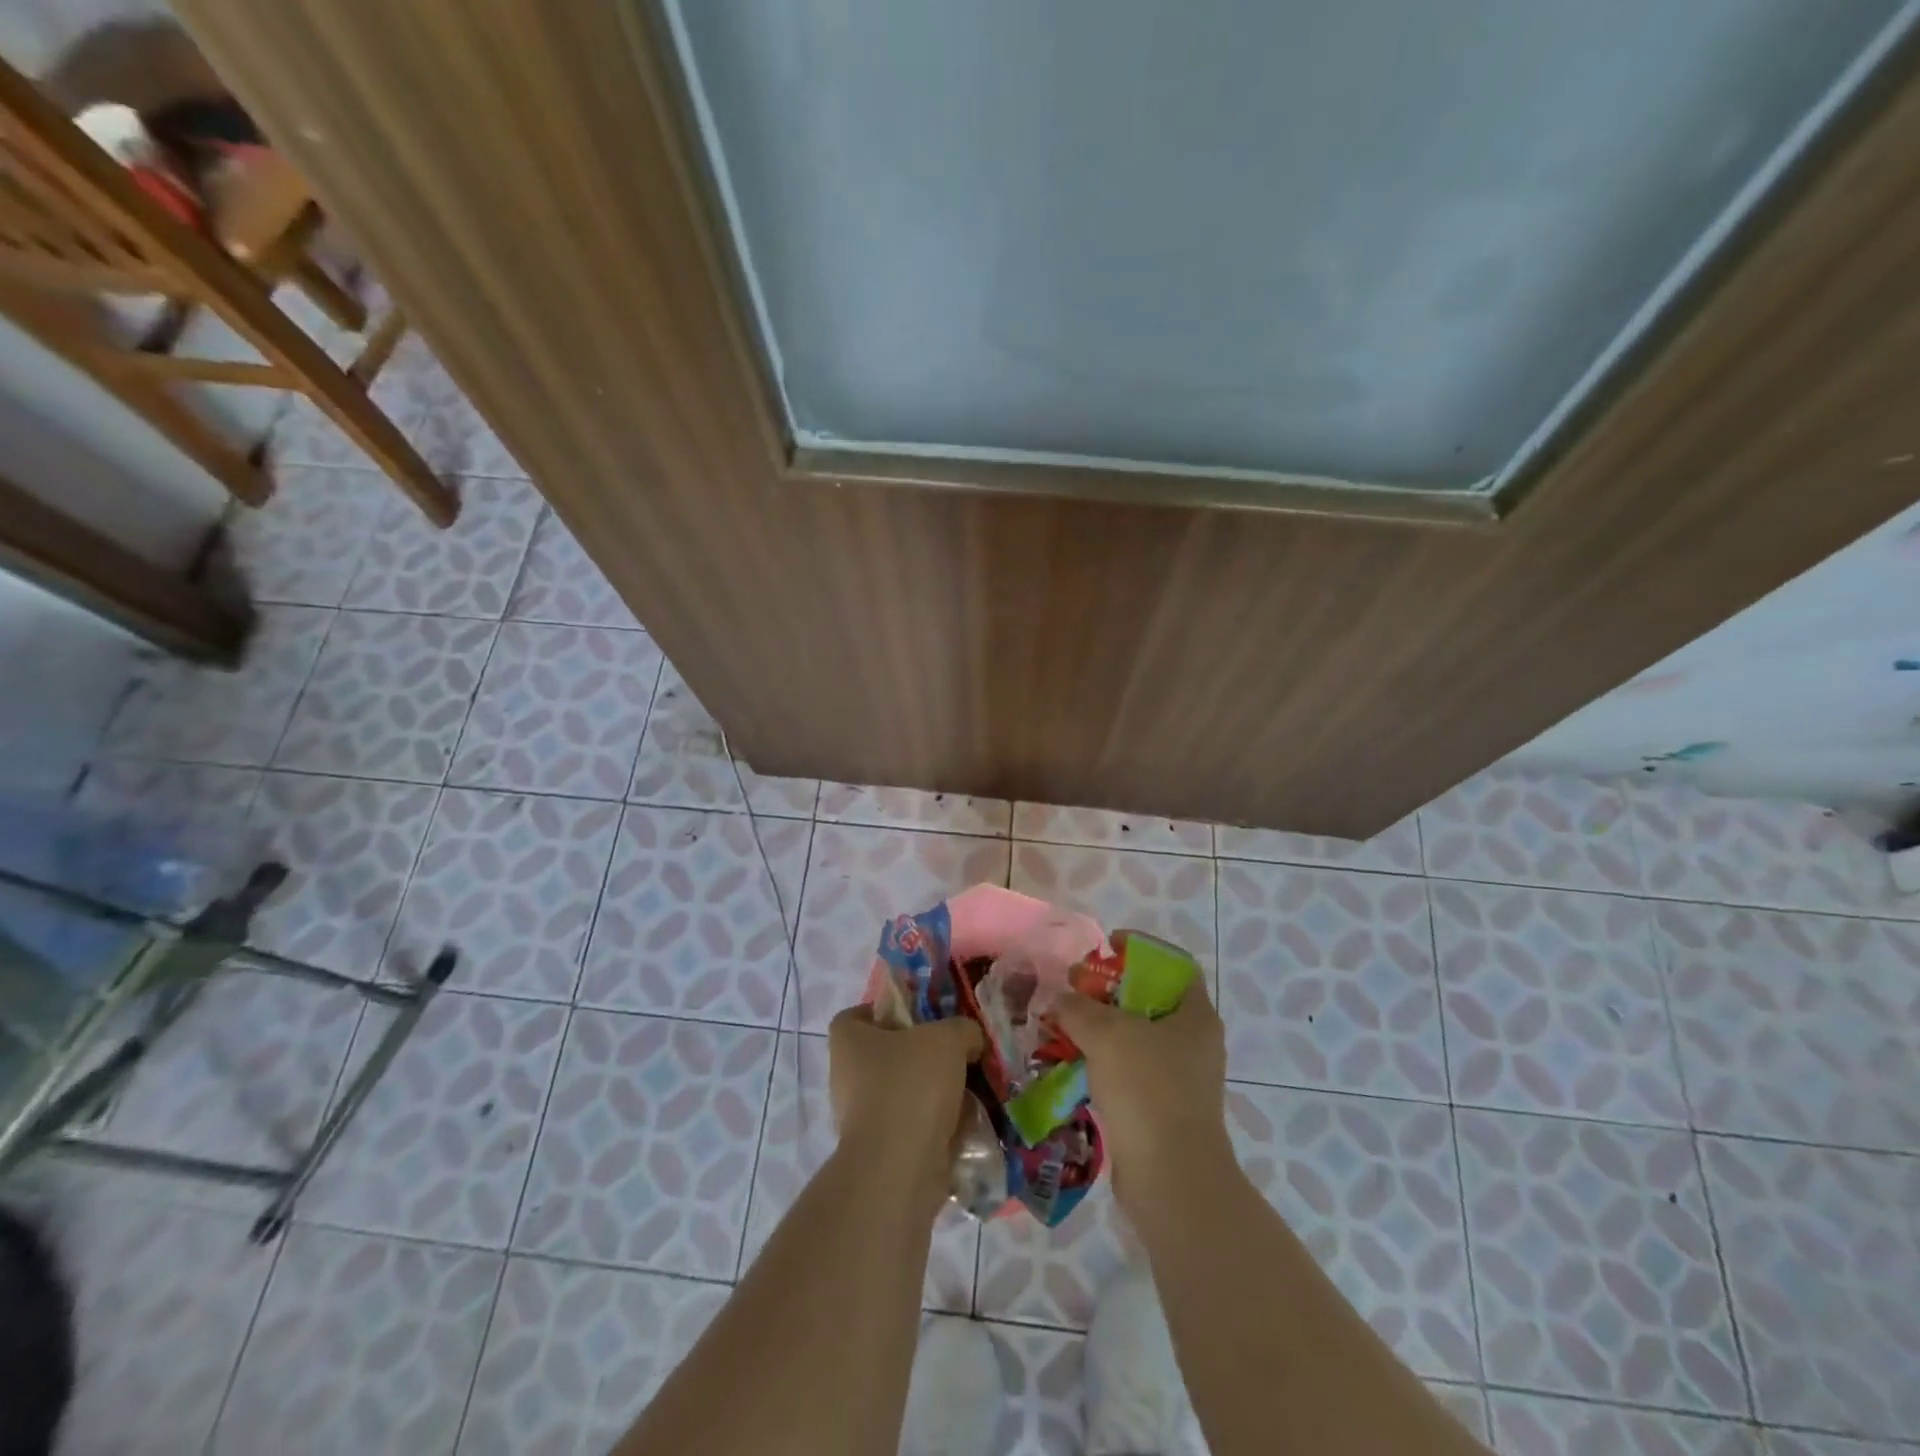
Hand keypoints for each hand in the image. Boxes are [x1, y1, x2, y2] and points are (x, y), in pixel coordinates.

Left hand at [828, 1006, 982, 1209]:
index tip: (919, 1019)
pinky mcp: (880, 1152)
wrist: (900, 1168)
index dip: (886, 1012)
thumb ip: (962, 1029)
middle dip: (921, 1056)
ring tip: (968, 1091)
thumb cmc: (912, 1085)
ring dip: (932, 1094)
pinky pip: (911, 1127)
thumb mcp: (948, 1038)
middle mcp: (846, 1077)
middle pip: (886, 1055)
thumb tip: (968, 1040)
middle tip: (955, 1054)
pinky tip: (964, 1125)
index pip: (859, 1015)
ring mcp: (860, 1118)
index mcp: (848, 1041)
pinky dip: (935, 1126)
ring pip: (902, 1093)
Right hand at [1051, 970, 1229, 1199]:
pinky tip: (1071, 1064)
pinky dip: (1101, 1063)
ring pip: (1135, 1038)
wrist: (1170, 1181)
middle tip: (1074, 990)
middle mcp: (1193, 1042)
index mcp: (1195, 1015)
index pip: (1173, 964)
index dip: (1139, 949)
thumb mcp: (1107, 1035)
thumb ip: (1078, 1008)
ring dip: (1099, 1030)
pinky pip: (1128, 1072)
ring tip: (1063, 1026)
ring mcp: (1179, 1078)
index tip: (1104, 948)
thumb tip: (1057, 998)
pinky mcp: (1162, 1109)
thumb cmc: (1148, 1091)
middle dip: (1108, 991)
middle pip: (1149, 999)